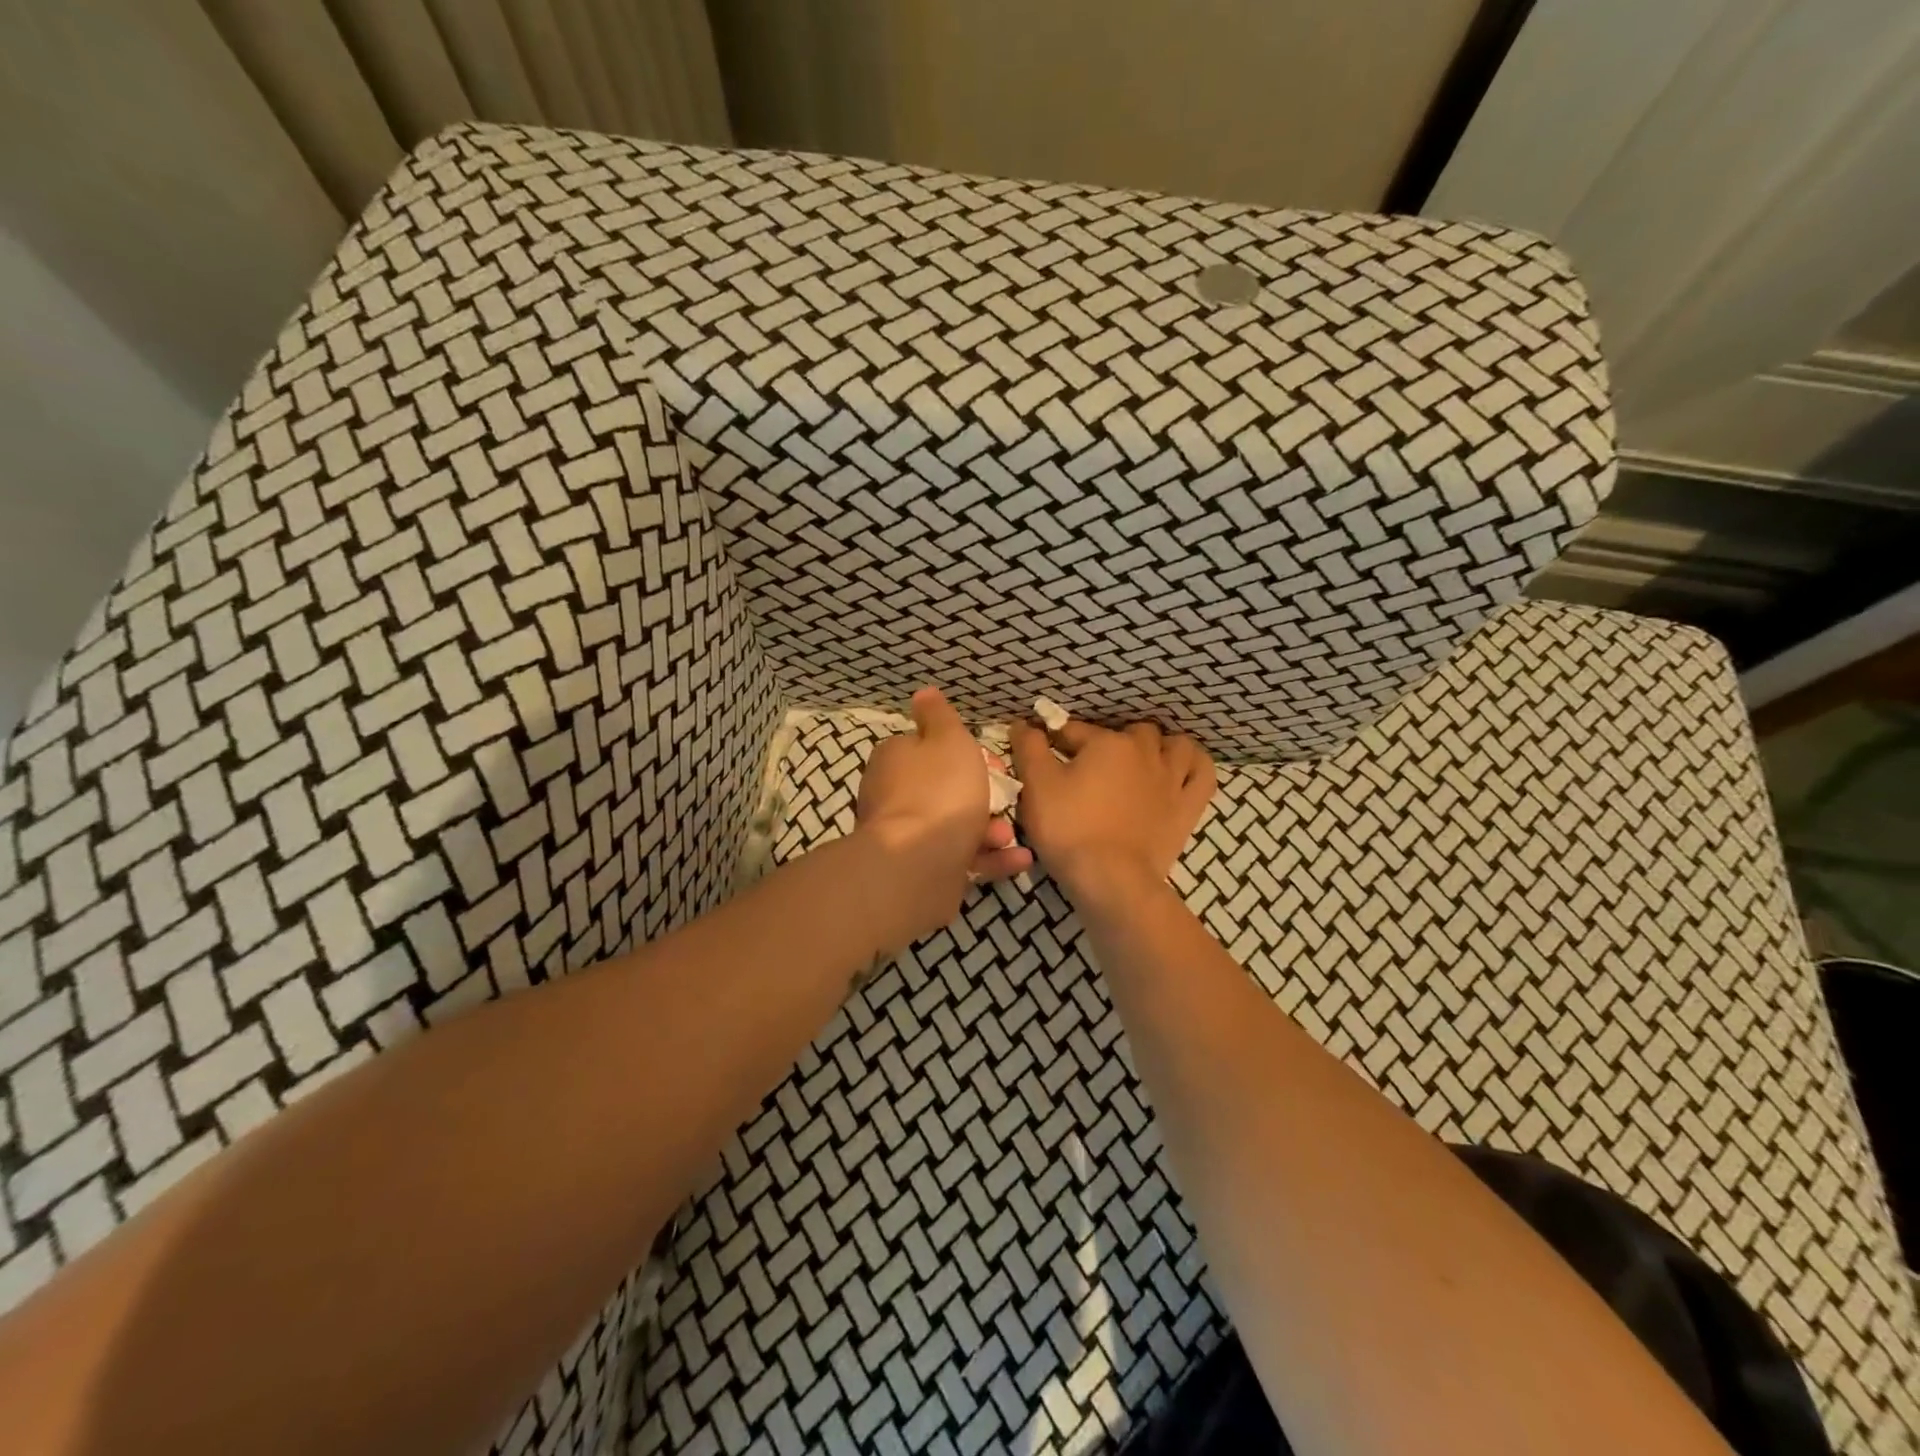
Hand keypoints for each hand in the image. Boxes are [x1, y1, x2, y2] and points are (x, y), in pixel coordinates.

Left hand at [855, 687, 1033, 947]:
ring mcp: (907, 836)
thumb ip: (939, 716)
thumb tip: (923, 693)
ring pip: (955, 825)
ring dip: (990, 829)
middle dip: (982, 794)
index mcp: (896, 759)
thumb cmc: (940, 791)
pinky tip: (1019, 859)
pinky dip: (991, 858)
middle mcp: (894, 795)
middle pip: (946, 788)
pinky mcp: (922, 870)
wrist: (919, 864)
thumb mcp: (948, 739)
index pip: (929, 747)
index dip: (965, 752)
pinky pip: (961, 859)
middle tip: (1006, 798)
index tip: (993, 761)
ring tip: (1009, 834)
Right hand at [1010, 717, 1215, 903]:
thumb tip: (1023, 723)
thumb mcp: (1036, 785)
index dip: (1056, 741)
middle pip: (1129, 733)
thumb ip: (1029, 748)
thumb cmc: (1068, 828)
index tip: (1044, 756)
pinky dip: (1194, 766)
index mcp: (1107, 743)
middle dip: (1110, 742)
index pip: (1075, 731)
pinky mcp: (1188, 807)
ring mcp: (1172, 779)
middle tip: (1090, 768)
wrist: (1110, 879)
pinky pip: (1203, 774)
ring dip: (1158, 747)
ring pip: (1174, 745)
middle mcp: (1144, 752)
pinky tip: (1180, 769)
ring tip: (1140, 762)